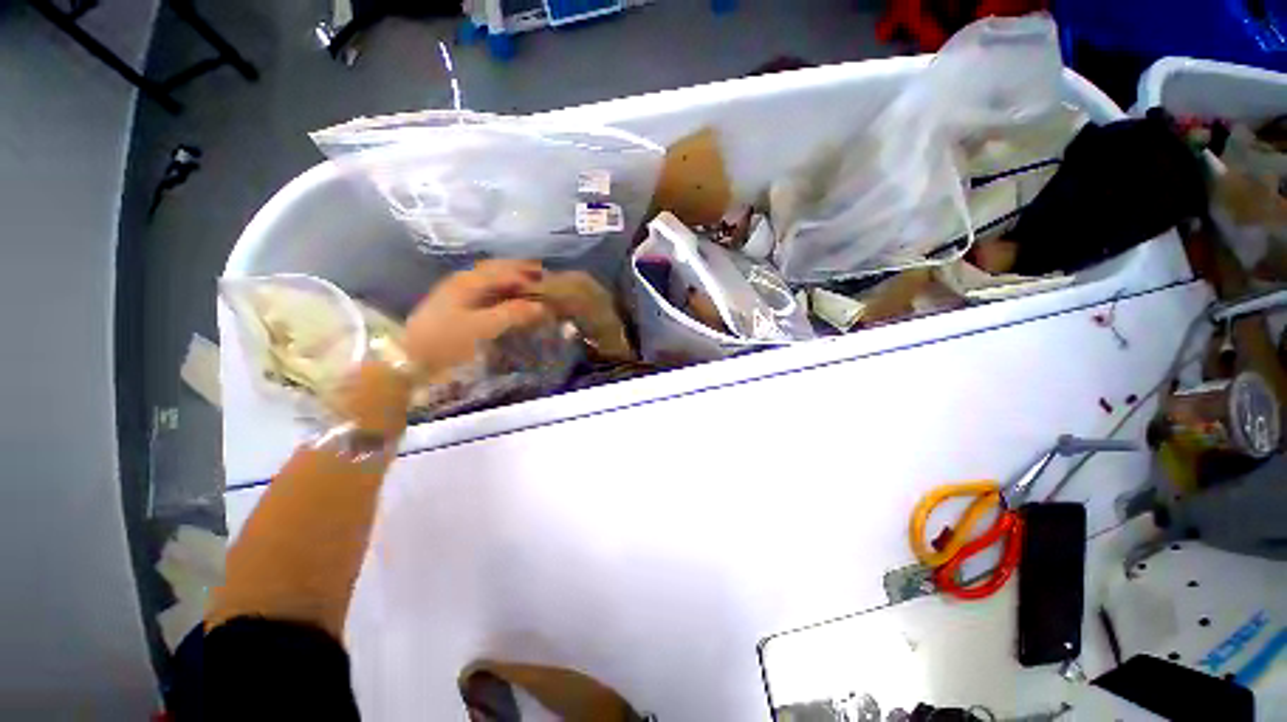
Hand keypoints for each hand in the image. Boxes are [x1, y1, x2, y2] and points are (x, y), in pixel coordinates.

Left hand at [404, 260, 551, 376]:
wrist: (411, 359)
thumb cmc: (448, 341)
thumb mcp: (483, 328)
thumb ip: (513, 314)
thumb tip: (540, 307)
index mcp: (469, 281)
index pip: (506, 270)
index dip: (528, 275)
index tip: (549, 283)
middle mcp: (463, 280)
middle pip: (497, 269)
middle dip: (520, 272)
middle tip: (542, 278)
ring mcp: (457, 292)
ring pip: (490, 279)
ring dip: (511, 281)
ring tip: (530, 288)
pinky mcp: (455, 305)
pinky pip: (485, 291)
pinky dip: (501, 292)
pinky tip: (508, 300)